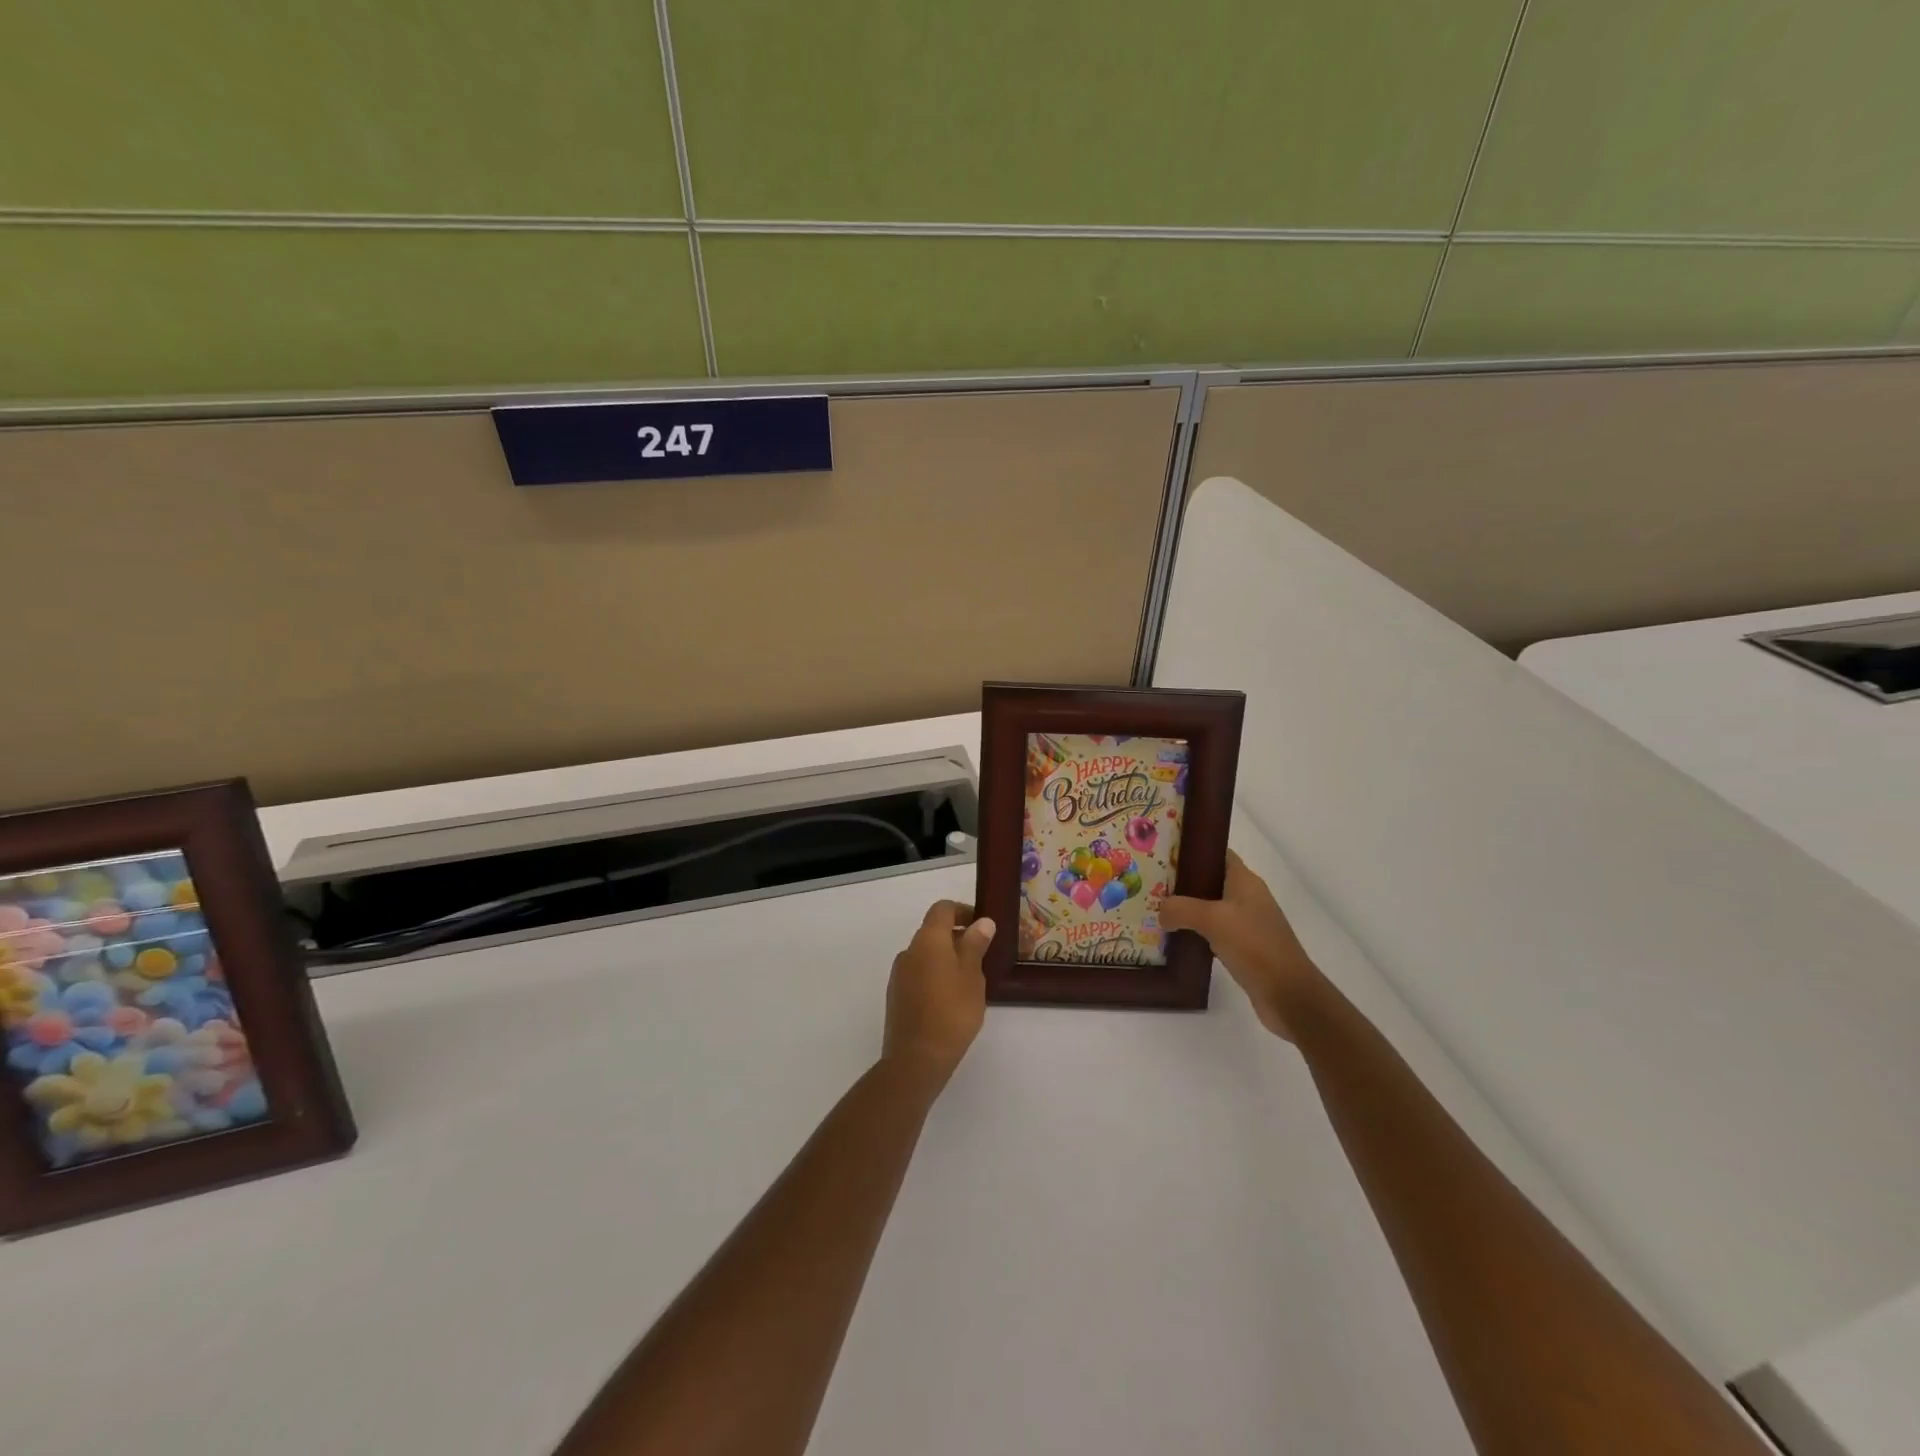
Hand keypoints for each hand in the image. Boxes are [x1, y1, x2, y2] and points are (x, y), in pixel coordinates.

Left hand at [882, 900, 993, 1087]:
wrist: (916, 1059)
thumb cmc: (951, 1013)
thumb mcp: (972, 976)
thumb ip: (975, 945)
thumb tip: (982, 922)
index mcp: (928, 940)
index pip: (943, 909)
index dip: (963, 911)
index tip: (982, 926)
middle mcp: (909, 950)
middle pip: (933, 931)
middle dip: (957, 937)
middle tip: (981, 956)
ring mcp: (899, 974)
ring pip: (925, 954)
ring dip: (945, 957)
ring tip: (969, 980)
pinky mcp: (896, 995)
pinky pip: (918, 973)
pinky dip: (934, 975)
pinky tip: (950, 998)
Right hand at [1159, 850, 1324, 1039]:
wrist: (1288, 994)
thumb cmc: (1254, 945)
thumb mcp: (1212, 919)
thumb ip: (1181, 909)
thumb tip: (1161, 912)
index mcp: (1245, 882)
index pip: (1218, 854)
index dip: (1195, 850)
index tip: (1165, 851)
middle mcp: (1248, 898)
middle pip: (1212, 880)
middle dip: (1184, 881)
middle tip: (1152, 883)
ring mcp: (1248, 924)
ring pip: (1211, 908)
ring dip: (1188, 909)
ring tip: (1158, 910)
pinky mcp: (1246, 948)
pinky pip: (1215, 932)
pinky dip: (1197, 932)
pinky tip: (1176, 939)